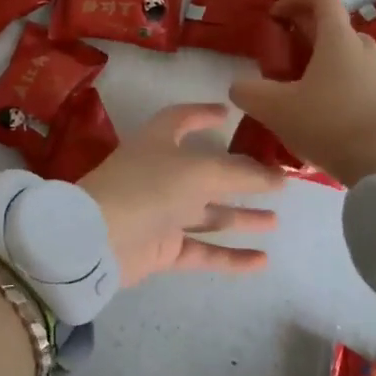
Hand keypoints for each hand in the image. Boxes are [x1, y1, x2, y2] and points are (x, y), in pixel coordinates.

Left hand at [81, 104, 284, 288]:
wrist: (98, 241)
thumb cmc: (148, 188)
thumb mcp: (200, 171)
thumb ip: (241, 174)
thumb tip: (277, 175)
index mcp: (159, 142)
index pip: (181, 120)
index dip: (203, 114)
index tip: (229, 114)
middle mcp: (160, 174)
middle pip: (205, 173)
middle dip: (238, 177)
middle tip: (276, 180)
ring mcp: (160, 213)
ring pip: (207, 214)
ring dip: (240, 217)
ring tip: (276, 221)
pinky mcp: (161, 249)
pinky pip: (202, 251)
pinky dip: (230, 257)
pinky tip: (262, 261)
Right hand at [229, 0, 375, 185]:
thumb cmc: (329, 123)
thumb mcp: (276, 108)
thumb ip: (249, 92)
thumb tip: (239, 86)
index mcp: (338, 38)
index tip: (274, 16)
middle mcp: (362, 48)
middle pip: (332, 25)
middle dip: (302, 32)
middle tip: (278, 54)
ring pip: (343, 54)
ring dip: (318, 60)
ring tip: (293, 86)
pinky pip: (353, 79)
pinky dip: (332, 83)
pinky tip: (315, 111)